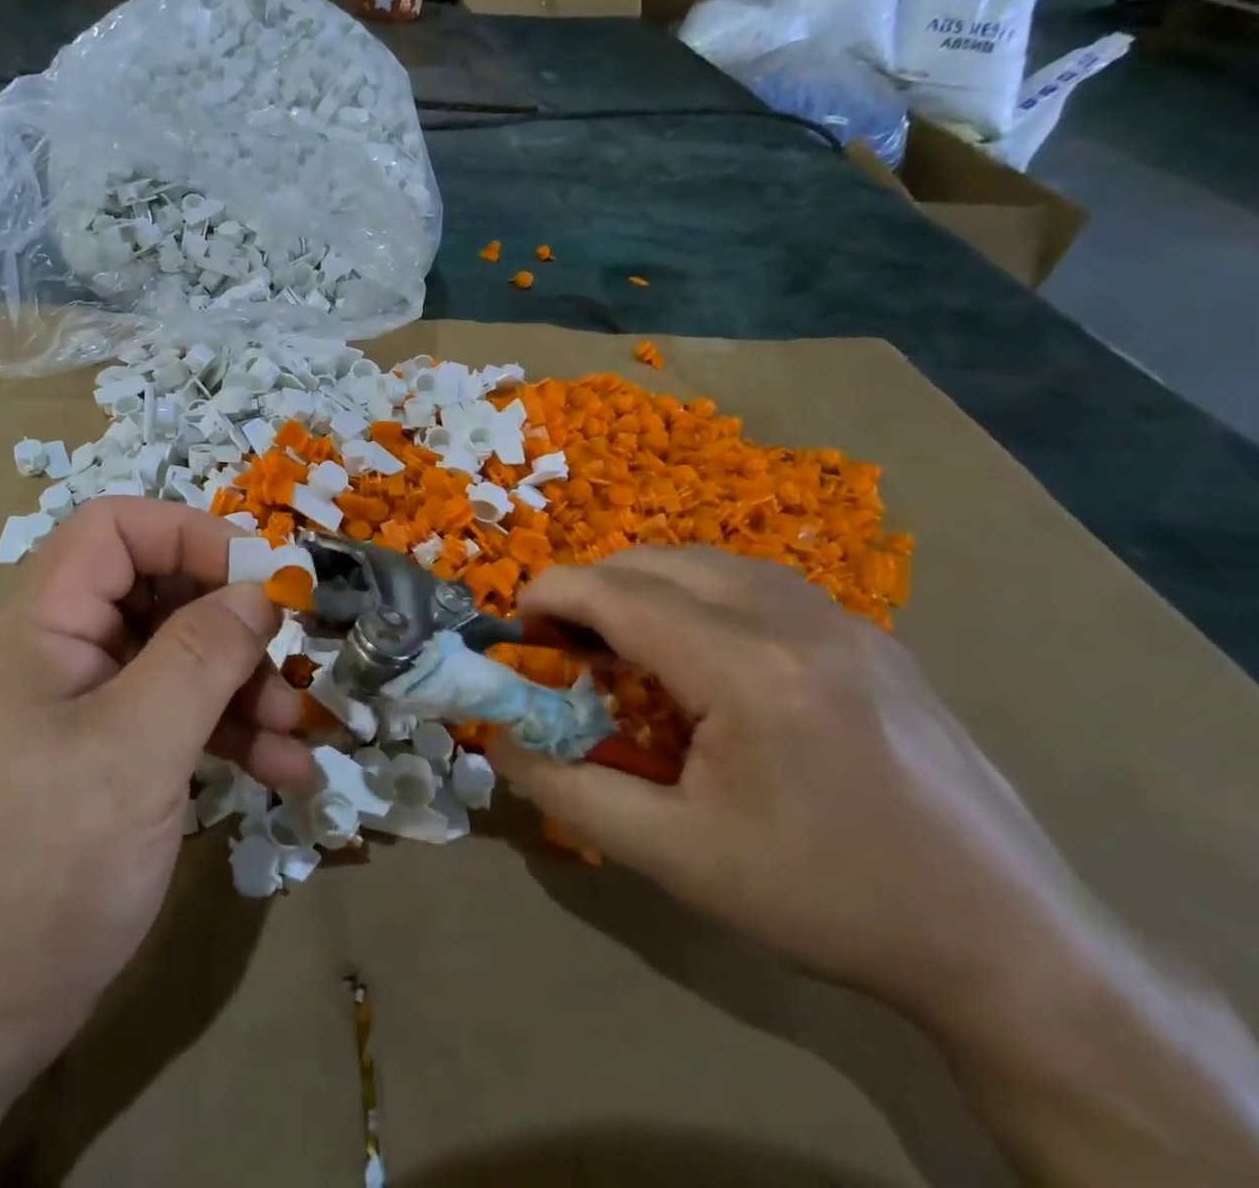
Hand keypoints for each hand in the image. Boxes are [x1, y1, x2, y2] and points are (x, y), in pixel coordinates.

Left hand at [0, 498, 312, 1070]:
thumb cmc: (44, 866)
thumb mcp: (136, 748)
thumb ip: (202, 656)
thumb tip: (260, 591)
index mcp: (39, 626)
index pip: (114, 531)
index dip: (191, 535)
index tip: (264, 576)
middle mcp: (58, 653)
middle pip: (156, 594)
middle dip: (231, 623)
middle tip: (289, 655)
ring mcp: (81, 708)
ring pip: (176, 659)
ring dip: (242, 686)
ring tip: (296, 730)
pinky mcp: (104, 757)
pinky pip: (174, 717)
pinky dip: (227, 734)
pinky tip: (283, 771)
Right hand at [491, 546, 1097, 1022]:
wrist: (1007, 942)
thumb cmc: (825, 900)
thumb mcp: (676, 857)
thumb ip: (567, 790)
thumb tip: (497, 741)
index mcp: (750, 671)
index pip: (620, 594)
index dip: (552, 595)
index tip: (514, 623)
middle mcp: (796, 619)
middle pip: (658, 561)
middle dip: (592, 587)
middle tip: (564, 643)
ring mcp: (843, 619)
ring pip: (707, 561)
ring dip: (645, 585)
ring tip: (622, 643)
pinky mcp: (869, 634)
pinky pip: (755, 581)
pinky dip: (698, 593)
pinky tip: (700, 651)